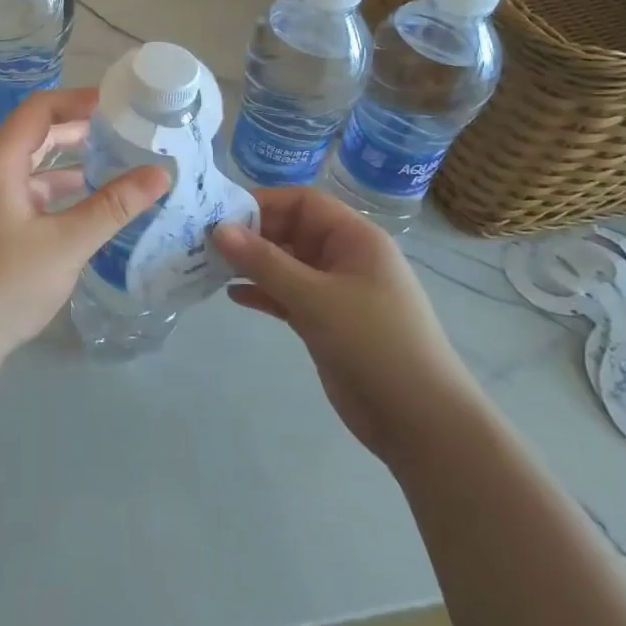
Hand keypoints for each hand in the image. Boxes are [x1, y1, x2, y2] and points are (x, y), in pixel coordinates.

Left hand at [0, 88, 168, 374]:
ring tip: (117, 166)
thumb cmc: (4, 285)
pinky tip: (89, 209)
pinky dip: (58, 195)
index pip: (39, 110)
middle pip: (36, 136)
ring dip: (71, 164)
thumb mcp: (66, 244)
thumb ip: (113, 206)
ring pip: (33, 170)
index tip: (119, 104)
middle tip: (126, 133)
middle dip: (80, 131)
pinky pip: (29, 196)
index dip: (78, 100)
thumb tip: (160, 173)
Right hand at [212, 188, 481, 464]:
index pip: (303, 203)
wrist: (421, 421)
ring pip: (286, 265)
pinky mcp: (326, 322)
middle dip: (251, 235)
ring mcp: (336, 292)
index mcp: (355, 238)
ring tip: (210, 267)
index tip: (219, 214)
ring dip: (252, 265)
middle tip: (204, 242)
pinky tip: (234, 296)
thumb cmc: (374, 343)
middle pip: (292, 231)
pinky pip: (288, 295)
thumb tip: (218, 229)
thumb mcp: (315, 298)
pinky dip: (263, 293)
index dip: (263, 203)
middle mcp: (345, 258)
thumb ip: (264, 262)